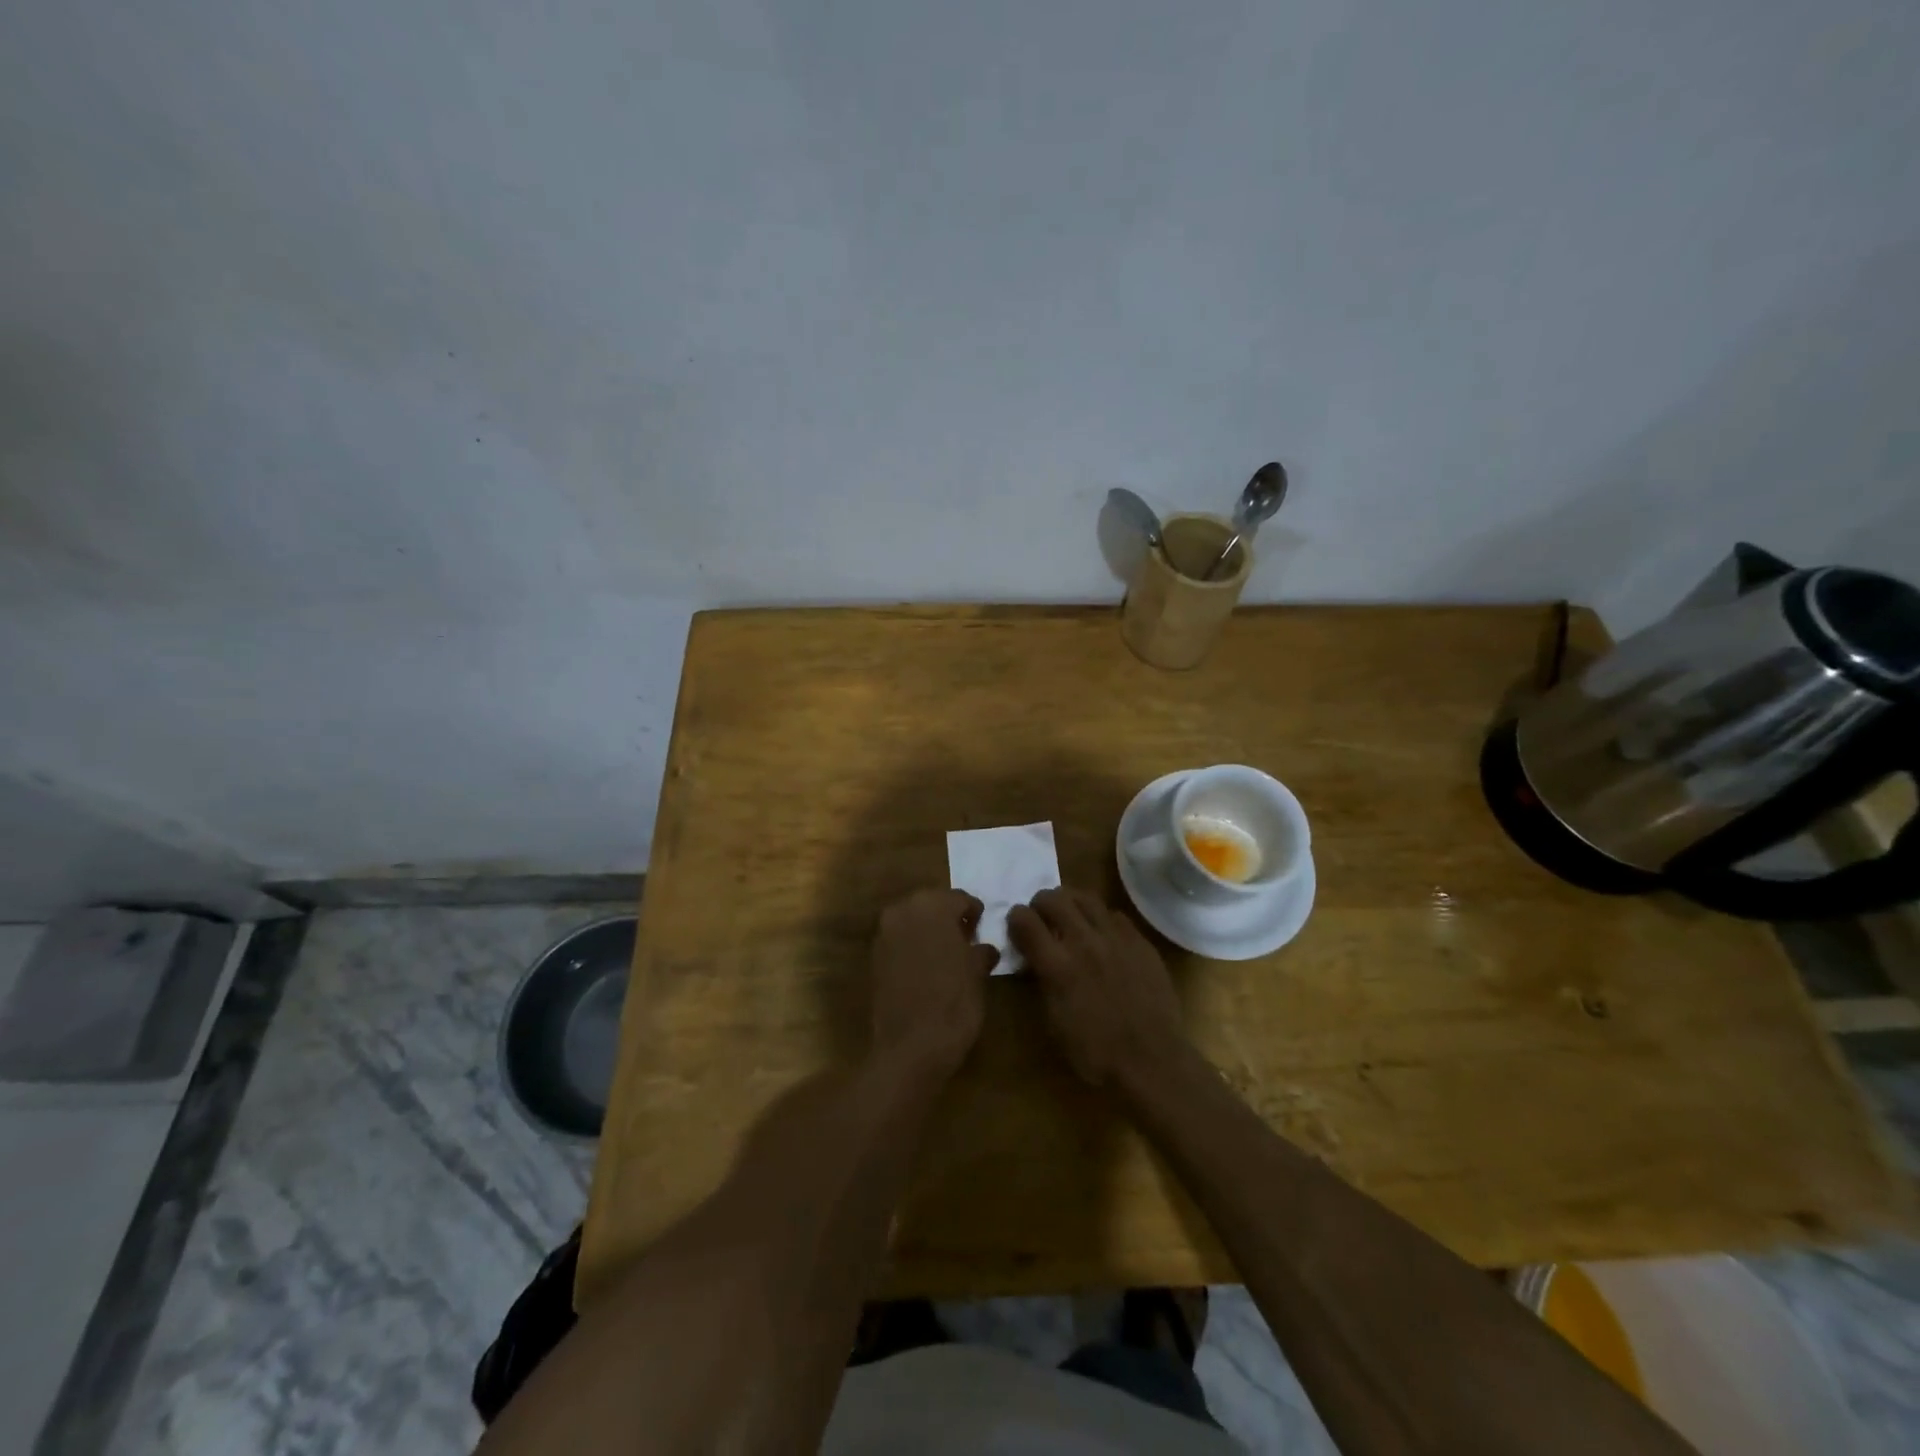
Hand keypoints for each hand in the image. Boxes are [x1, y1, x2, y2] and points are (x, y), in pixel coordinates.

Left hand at [870, 889, 999, 1079]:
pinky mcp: (873, 958)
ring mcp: (883, 934)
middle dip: (948, 919)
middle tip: (966, 940)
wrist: (911, 1046)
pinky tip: (927, 968)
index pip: (960, 898)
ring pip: (912, 922)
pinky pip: (898, 941)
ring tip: (947, 955)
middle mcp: (903, 910)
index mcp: (932, 905)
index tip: (981, 929)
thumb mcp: (978, 973)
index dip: (974, 913)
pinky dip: (913, 947)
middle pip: (931, 905)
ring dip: (928, 932)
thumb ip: (980, 951)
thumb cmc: (954, 1002)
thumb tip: (984, 948)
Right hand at [1007, 888, 1190, 1091]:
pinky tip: (1102, 935)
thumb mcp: (1053, 1022)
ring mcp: (1115, 938)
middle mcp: (1084, 942)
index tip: (1017, 926)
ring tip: (1070, 916)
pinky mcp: (1139, 941)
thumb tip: (1034, 960)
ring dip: (1070, 902)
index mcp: (1057, 966)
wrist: (1152, 1060)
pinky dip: (1101, 919)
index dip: (1015, 918)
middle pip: (1053, 898)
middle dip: (1040, 903)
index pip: (1024, 920)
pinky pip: (1114, 914)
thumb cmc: (1095, 1052)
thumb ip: (1042, 981)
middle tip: (1042, 918)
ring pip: (1086, 897)